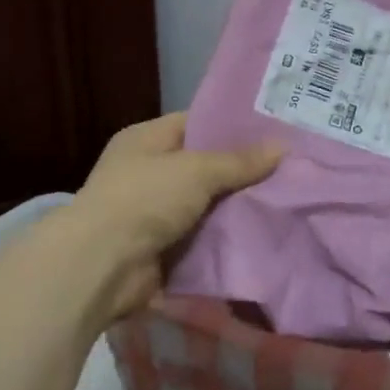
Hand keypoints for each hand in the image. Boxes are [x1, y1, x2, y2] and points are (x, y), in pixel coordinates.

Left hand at [70, 113, 280, 320]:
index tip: (272, 130)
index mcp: (146, 139)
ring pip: (205, 205)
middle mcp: (147, 171)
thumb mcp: (196, 170)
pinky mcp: (160, 248)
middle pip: (203, 166)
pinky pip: (200, 238)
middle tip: (288, 168)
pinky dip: (224, 240)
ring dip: (235, 208)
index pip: (195, 123)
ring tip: (285, 201)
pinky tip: (262, 235)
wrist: (101, 266)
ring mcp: (152, 212)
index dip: (232, 125)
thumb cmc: (144, 199)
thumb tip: (282, 147)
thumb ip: (239, 161)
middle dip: (241, 171)